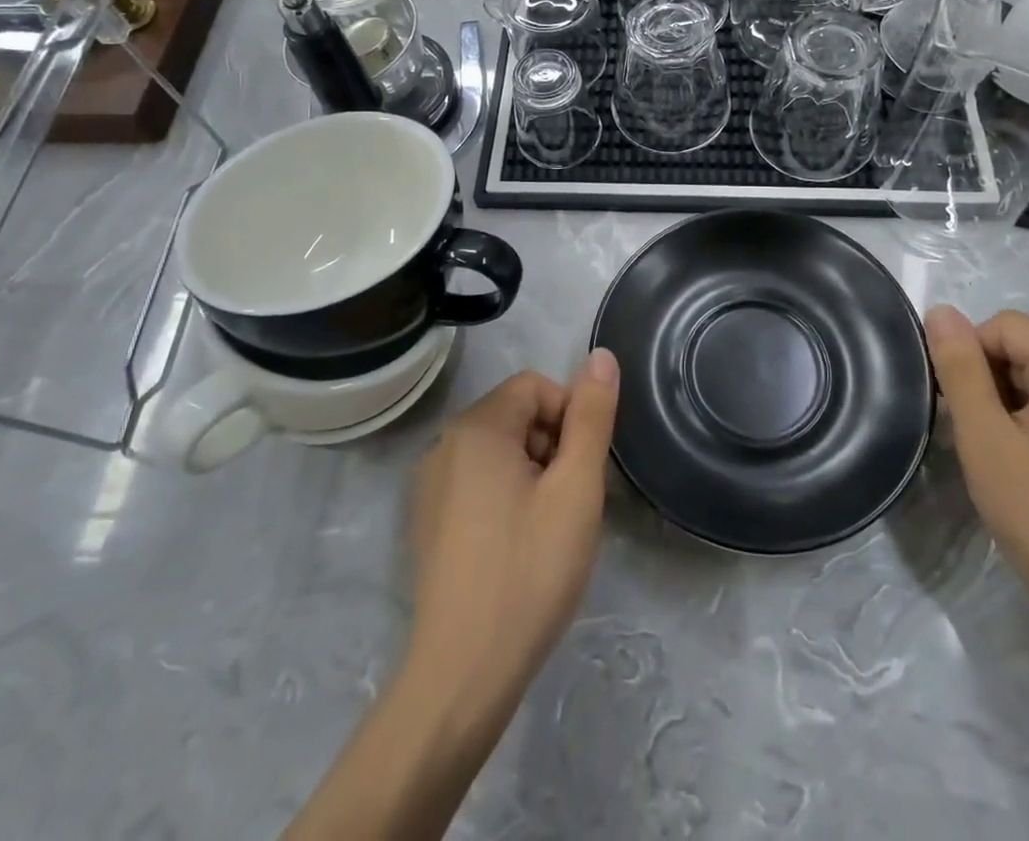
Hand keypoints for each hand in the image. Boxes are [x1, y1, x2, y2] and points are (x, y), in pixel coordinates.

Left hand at [405, 351, 619, 712]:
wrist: (463, 672)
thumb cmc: (529, 570)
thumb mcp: (576, 488)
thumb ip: (591, 416)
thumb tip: (601, 355)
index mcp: (476, 427)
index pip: (535, 386)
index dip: (569, 416)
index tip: (583, 469)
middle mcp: (443, 445)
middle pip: (515, 416)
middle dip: (552, 446)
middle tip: (571, 502)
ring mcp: (429, 486)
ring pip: (498, 452)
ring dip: (532, 473)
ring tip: (549, 528)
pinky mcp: (427, 522)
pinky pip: (476, 483)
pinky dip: (506, 497)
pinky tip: (518, 547)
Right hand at [927, 306, 1028, 633]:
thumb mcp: (986, 439)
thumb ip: (960, 369)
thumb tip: (940, 311)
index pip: (1004, 326)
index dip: (969, 358)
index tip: (959, 410)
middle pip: (1026, 349)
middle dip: (990, 381)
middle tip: (978, 437)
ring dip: (1009, 403)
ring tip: (1001, 456)